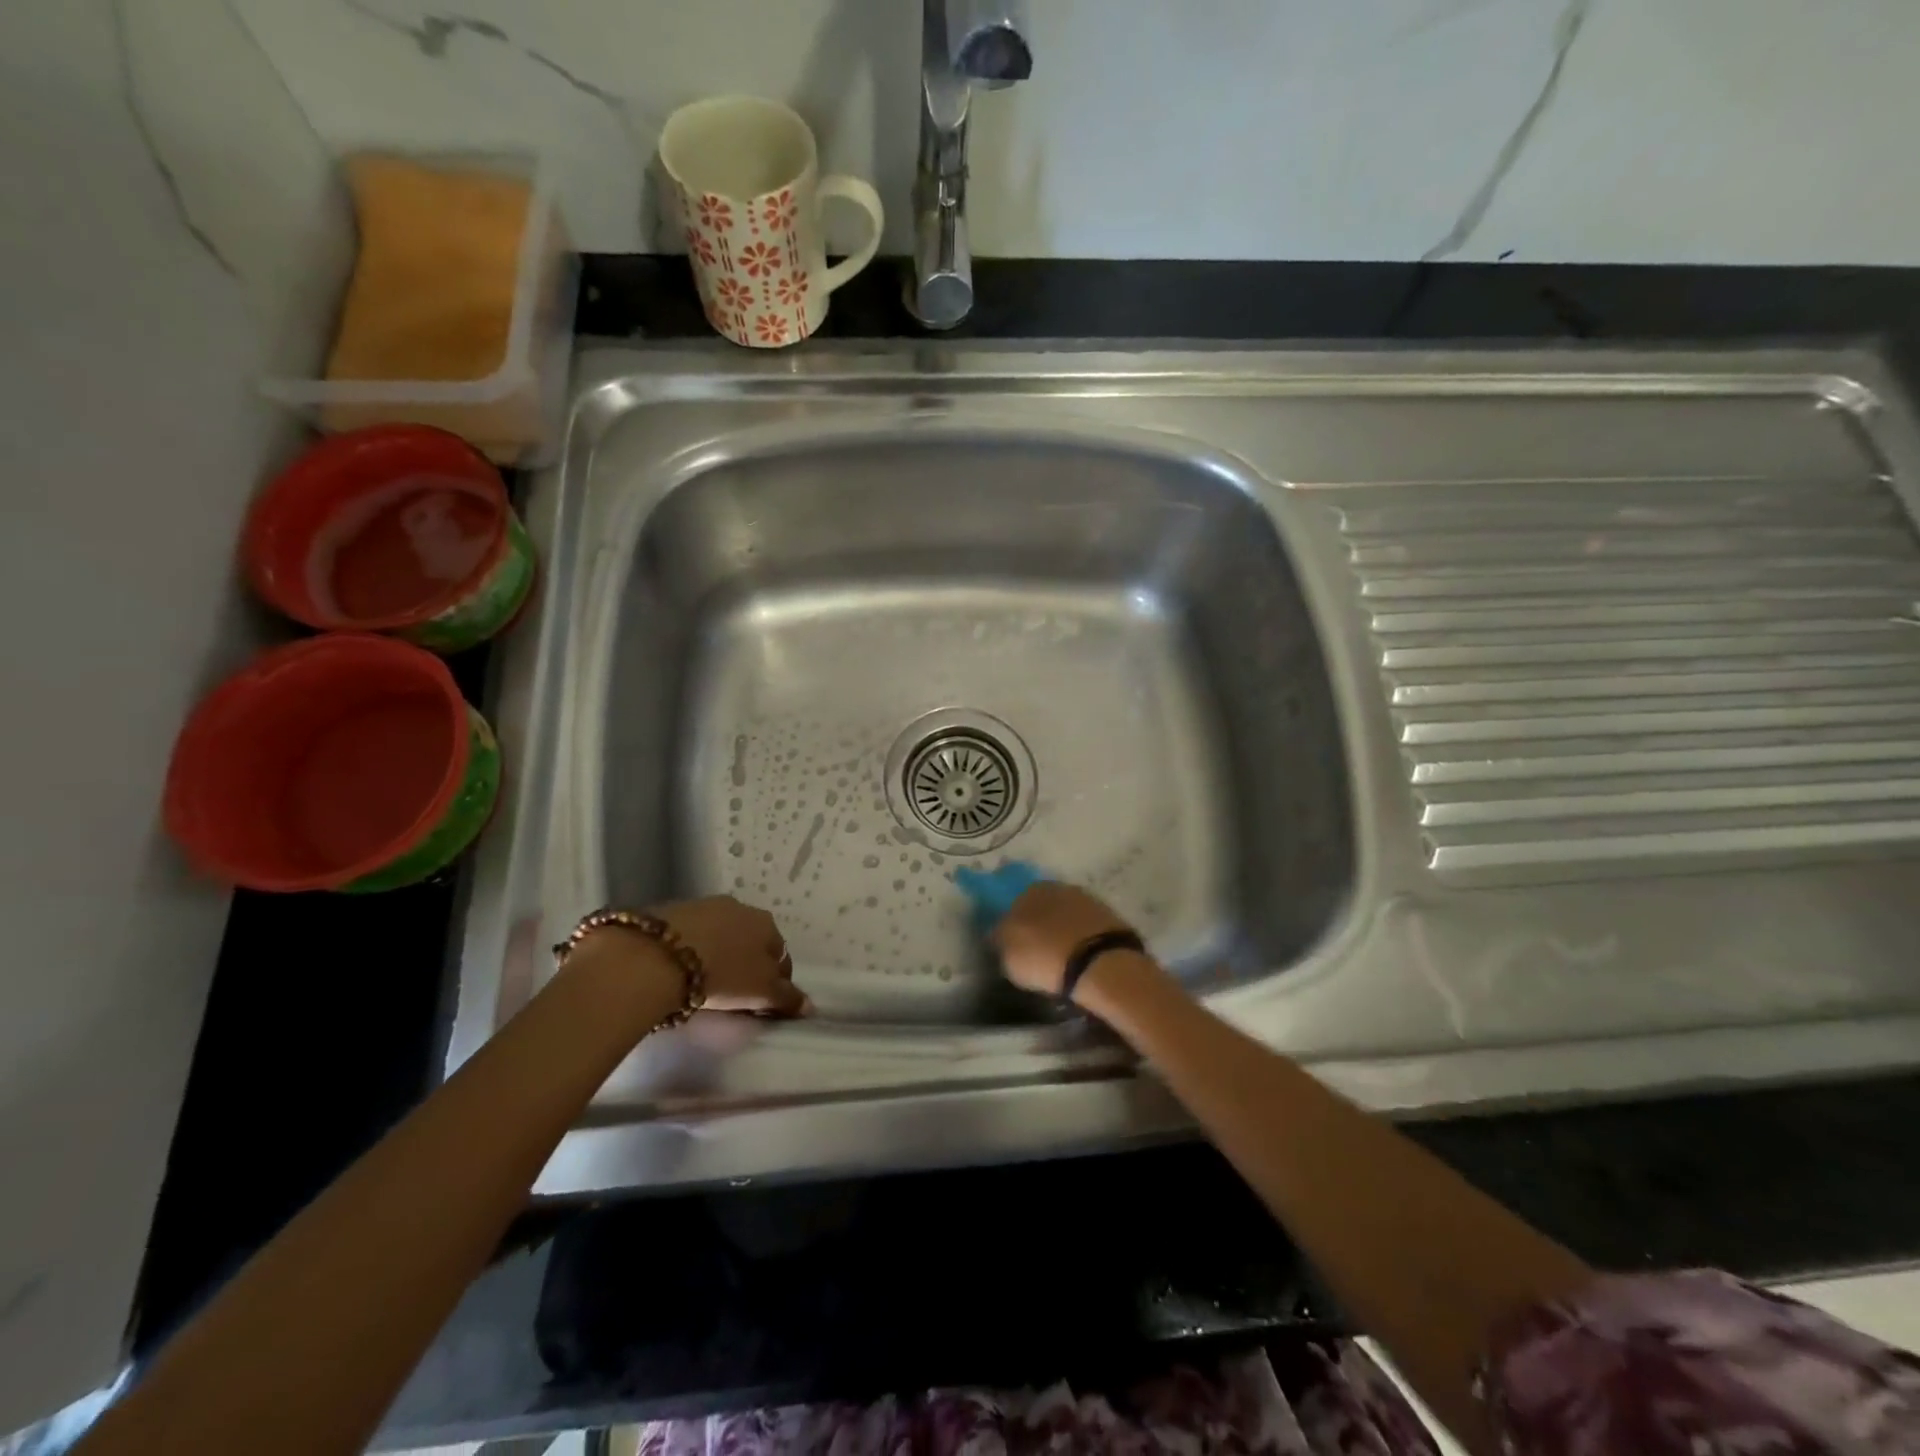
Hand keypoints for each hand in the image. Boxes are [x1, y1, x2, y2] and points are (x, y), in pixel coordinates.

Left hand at [649, 895, 810, 1016]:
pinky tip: (681, 967)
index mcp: (768, 925)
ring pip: (723, 934)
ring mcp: (707, 905)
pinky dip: (694, 947)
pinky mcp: (675, 909)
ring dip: (720, 952)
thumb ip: (786, 998)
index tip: (762, 1003)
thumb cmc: (721, 974)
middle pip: (752, 941)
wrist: (658, 957)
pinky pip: (694, 933)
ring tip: (704, 979)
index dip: (776, 982)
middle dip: (747, 963)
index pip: (782, 957)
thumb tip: (810, 1005)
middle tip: (733, 992)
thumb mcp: (759, 992)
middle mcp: (742, 907)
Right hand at [989, 880, 1136, 996]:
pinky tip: (1080, 959)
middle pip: (1042, 907)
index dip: (1012, 923)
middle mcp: (1060, 887)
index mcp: (1031, 889)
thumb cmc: (1045, 955)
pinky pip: (1086, 930)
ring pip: (1066, 917)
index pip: (1014, 902)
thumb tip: (999, 934)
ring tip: (1060, 960)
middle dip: (1038, 925)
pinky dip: (1082, 941)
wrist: (1102, 964)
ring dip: (1062, 932)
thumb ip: (1000, 939)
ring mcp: (1089, 901)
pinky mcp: (1111, 919)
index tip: (1012, 944)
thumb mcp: (1007, 953)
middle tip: (1036, 952)